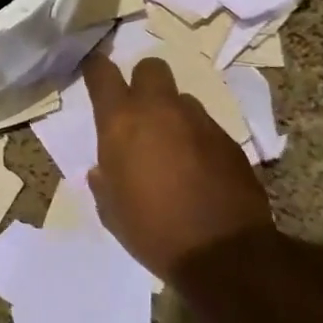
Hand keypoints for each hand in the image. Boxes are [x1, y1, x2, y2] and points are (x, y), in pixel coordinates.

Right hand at [82, 52, 273, 279]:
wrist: (223, 254)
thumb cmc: (152, 230)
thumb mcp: (111, 210)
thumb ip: (104, 181)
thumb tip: (103, 171)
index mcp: (121, 122)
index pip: (102, 73)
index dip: (96, 67)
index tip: (94, 72)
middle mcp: (160, 110)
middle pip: (151, 68)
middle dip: (143, 82)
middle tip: (140, 112)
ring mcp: (199, 122)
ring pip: (182, 100)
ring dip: (173, 115)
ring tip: (173, 148)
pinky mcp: (229, 141)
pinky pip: (206, 128)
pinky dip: (198, 141)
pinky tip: (199, 171)